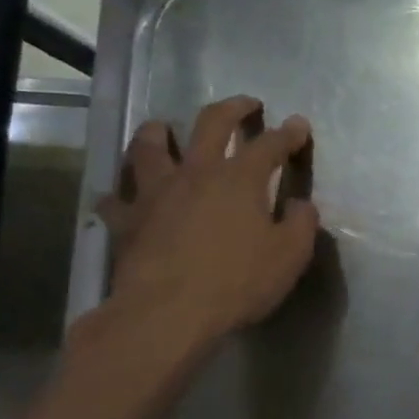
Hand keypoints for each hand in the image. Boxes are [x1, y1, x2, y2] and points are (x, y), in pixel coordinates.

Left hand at [95, 95, 319, 348]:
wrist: (167, 314)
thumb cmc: (237, 282)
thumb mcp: (290, 256)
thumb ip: (301, 224)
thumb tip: (300, 205)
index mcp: (241, 178)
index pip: (271, 144)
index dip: (289, 132)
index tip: (299, 125)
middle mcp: (197, 173)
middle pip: (212, 123)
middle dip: (233, 108)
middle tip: (246, 104)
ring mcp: (156, 193)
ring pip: (151, 147)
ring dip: (160, 132)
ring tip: (164, 129)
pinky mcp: (127, 221)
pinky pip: (117, 199)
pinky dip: (121, 193)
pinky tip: (123, 196)